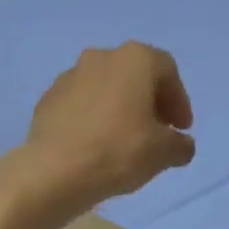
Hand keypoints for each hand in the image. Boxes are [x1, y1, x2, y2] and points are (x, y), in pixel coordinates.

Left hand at [15, 43, 195, 209]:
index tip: (181, 128)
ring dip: (118, 109)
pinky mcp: (47, 100)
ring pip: (104, 89)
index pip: (167, 72)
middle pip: (134, 76)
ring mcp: (68, 77)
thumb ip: (180, 144)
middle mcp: (100, 57)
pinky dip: (92, 119)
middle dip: (148, 102)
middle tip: (156, 131)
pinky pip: (79, 105)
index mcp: (134, 59)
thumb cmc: (118, 151)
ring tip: (124, 140)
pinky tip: (95, 145)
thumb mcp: (163, 153)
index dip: (179, 101)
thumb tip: (181, 145)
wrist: (54, 171)